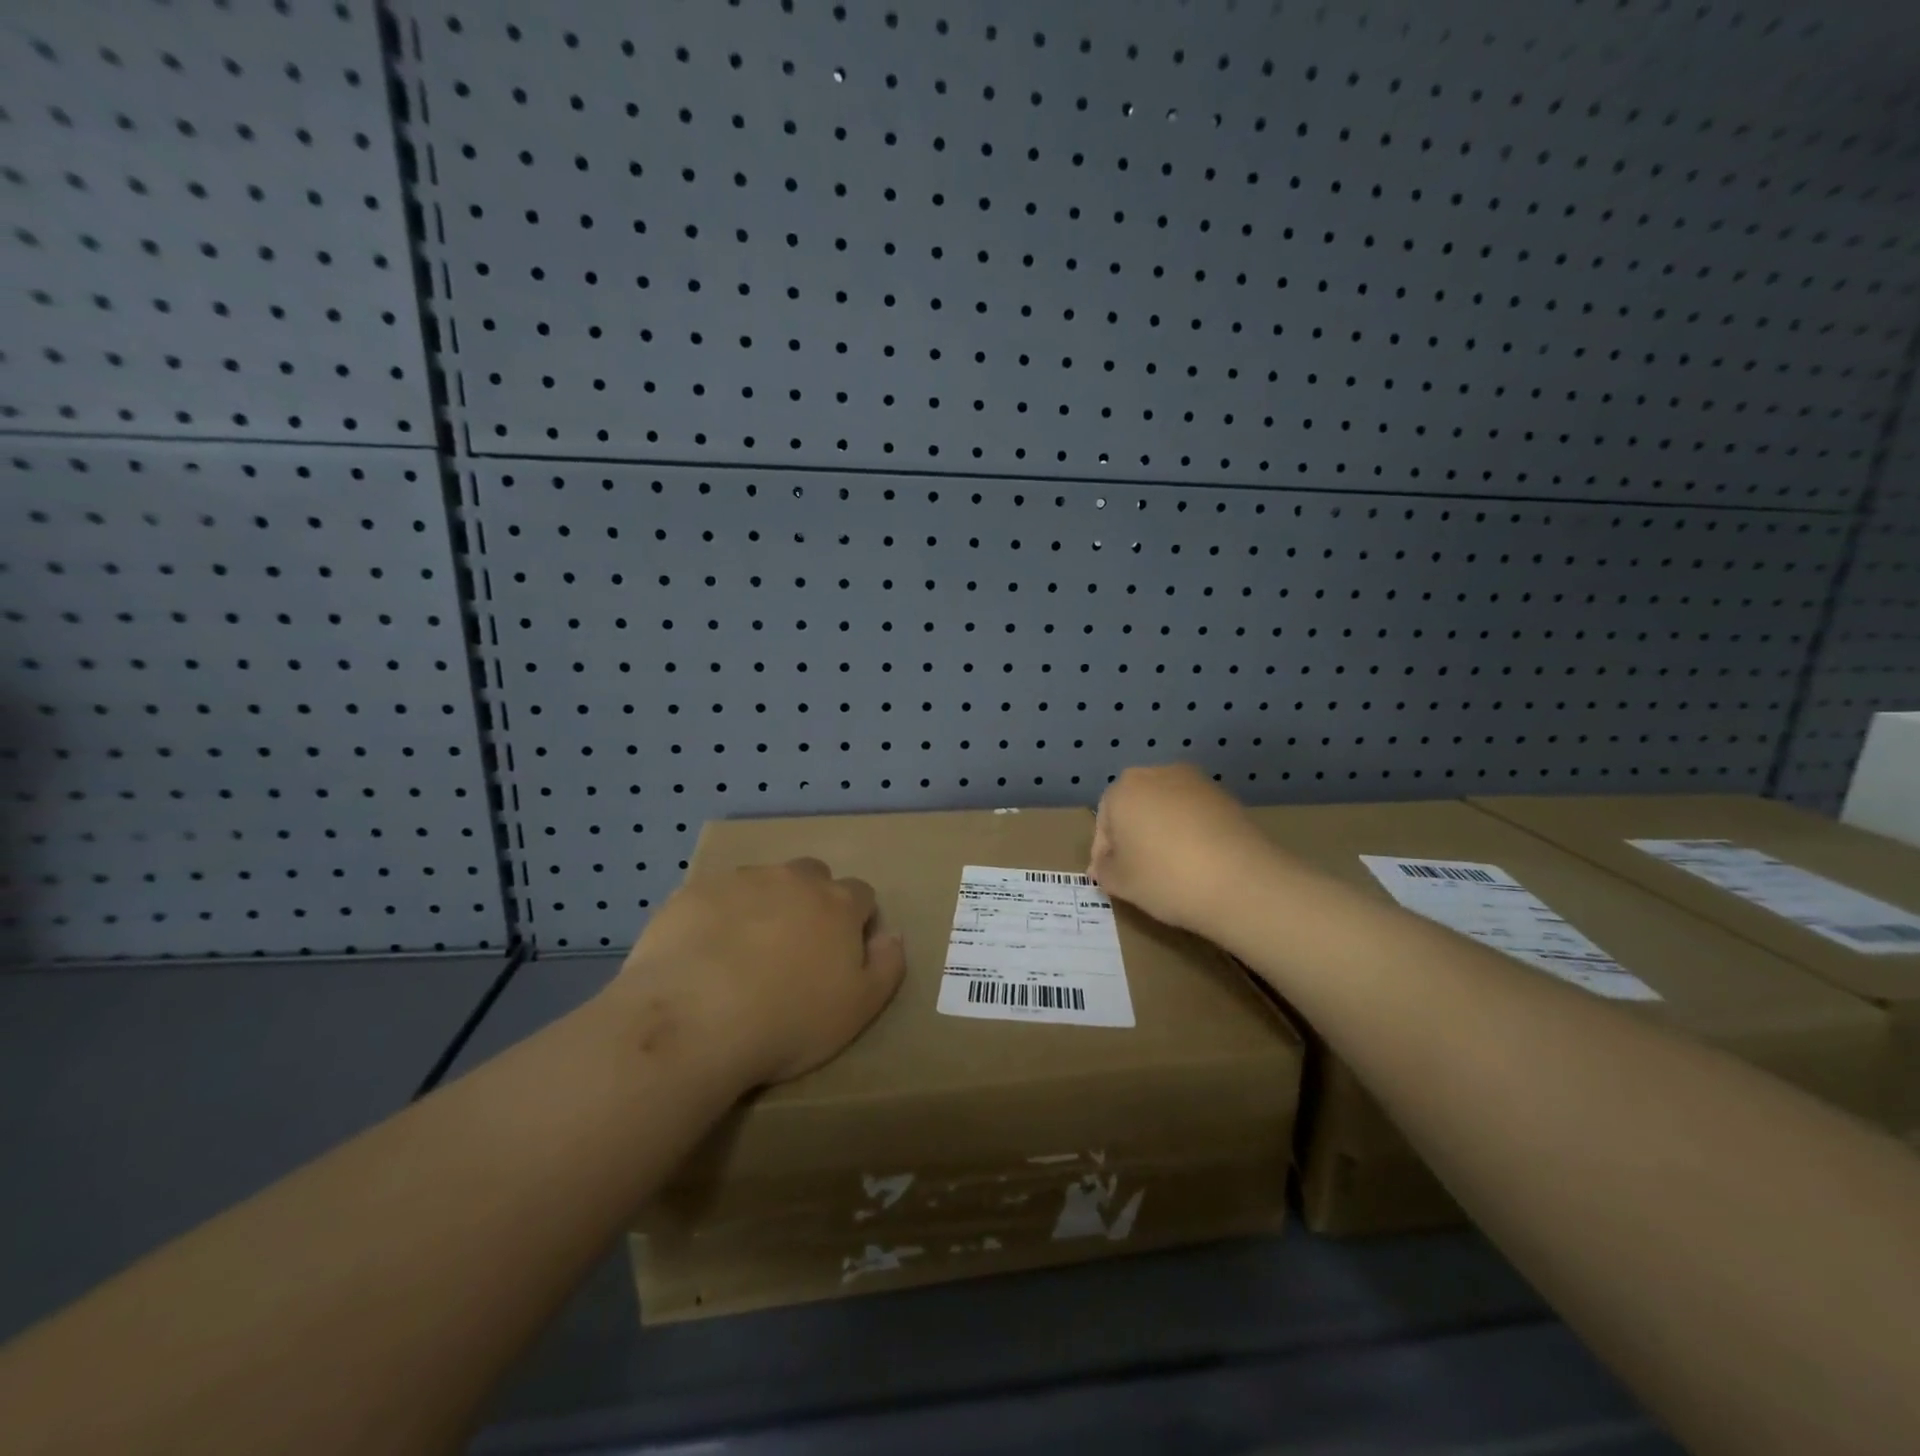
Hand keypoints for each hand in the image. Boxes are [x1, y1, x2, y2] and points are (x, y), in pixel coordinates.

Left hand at [606, 858, 906, 1086]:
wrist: (695, 1019)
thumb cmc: (789, 1021)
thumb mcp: (859, 1009)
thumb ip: (887, 966)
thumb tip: (893, 935)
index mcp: (838, 903)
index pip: (861, 895)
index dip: (856, 922)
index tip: (841, 954)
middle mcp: (794, 879)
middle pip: (813, 876)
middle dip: (810, 902)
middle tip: (793, 949)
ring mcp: (742, 880)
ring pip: (763, 882)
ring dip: (763, 905)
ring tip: (743, 952)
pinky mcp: (695, 892)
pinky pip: (716, 896)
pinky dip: (718, 915)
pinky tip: (703, 953)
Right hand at [1090, 765, 1279, 934]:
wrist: (1241, 881)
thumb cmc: (1165, 877)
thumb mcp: (1121, 882)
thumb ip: (1104, 869)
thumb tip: (1104, 864)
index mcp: (1122, 790)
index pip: (1104, 823)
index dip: (1104, 853)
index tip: (1111, 878)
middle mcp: (1156, 774)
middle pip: (1135, 807)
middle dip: (1132, 835)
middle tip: (1138, 870)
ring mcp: (1195, 782)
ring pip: (1166, 807)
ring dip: (1162, 830)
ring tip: (1170, 866)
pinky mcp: (1225, 796)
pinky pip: (1195, 813)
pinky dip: (1190, 832)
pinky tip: (1197, 860)